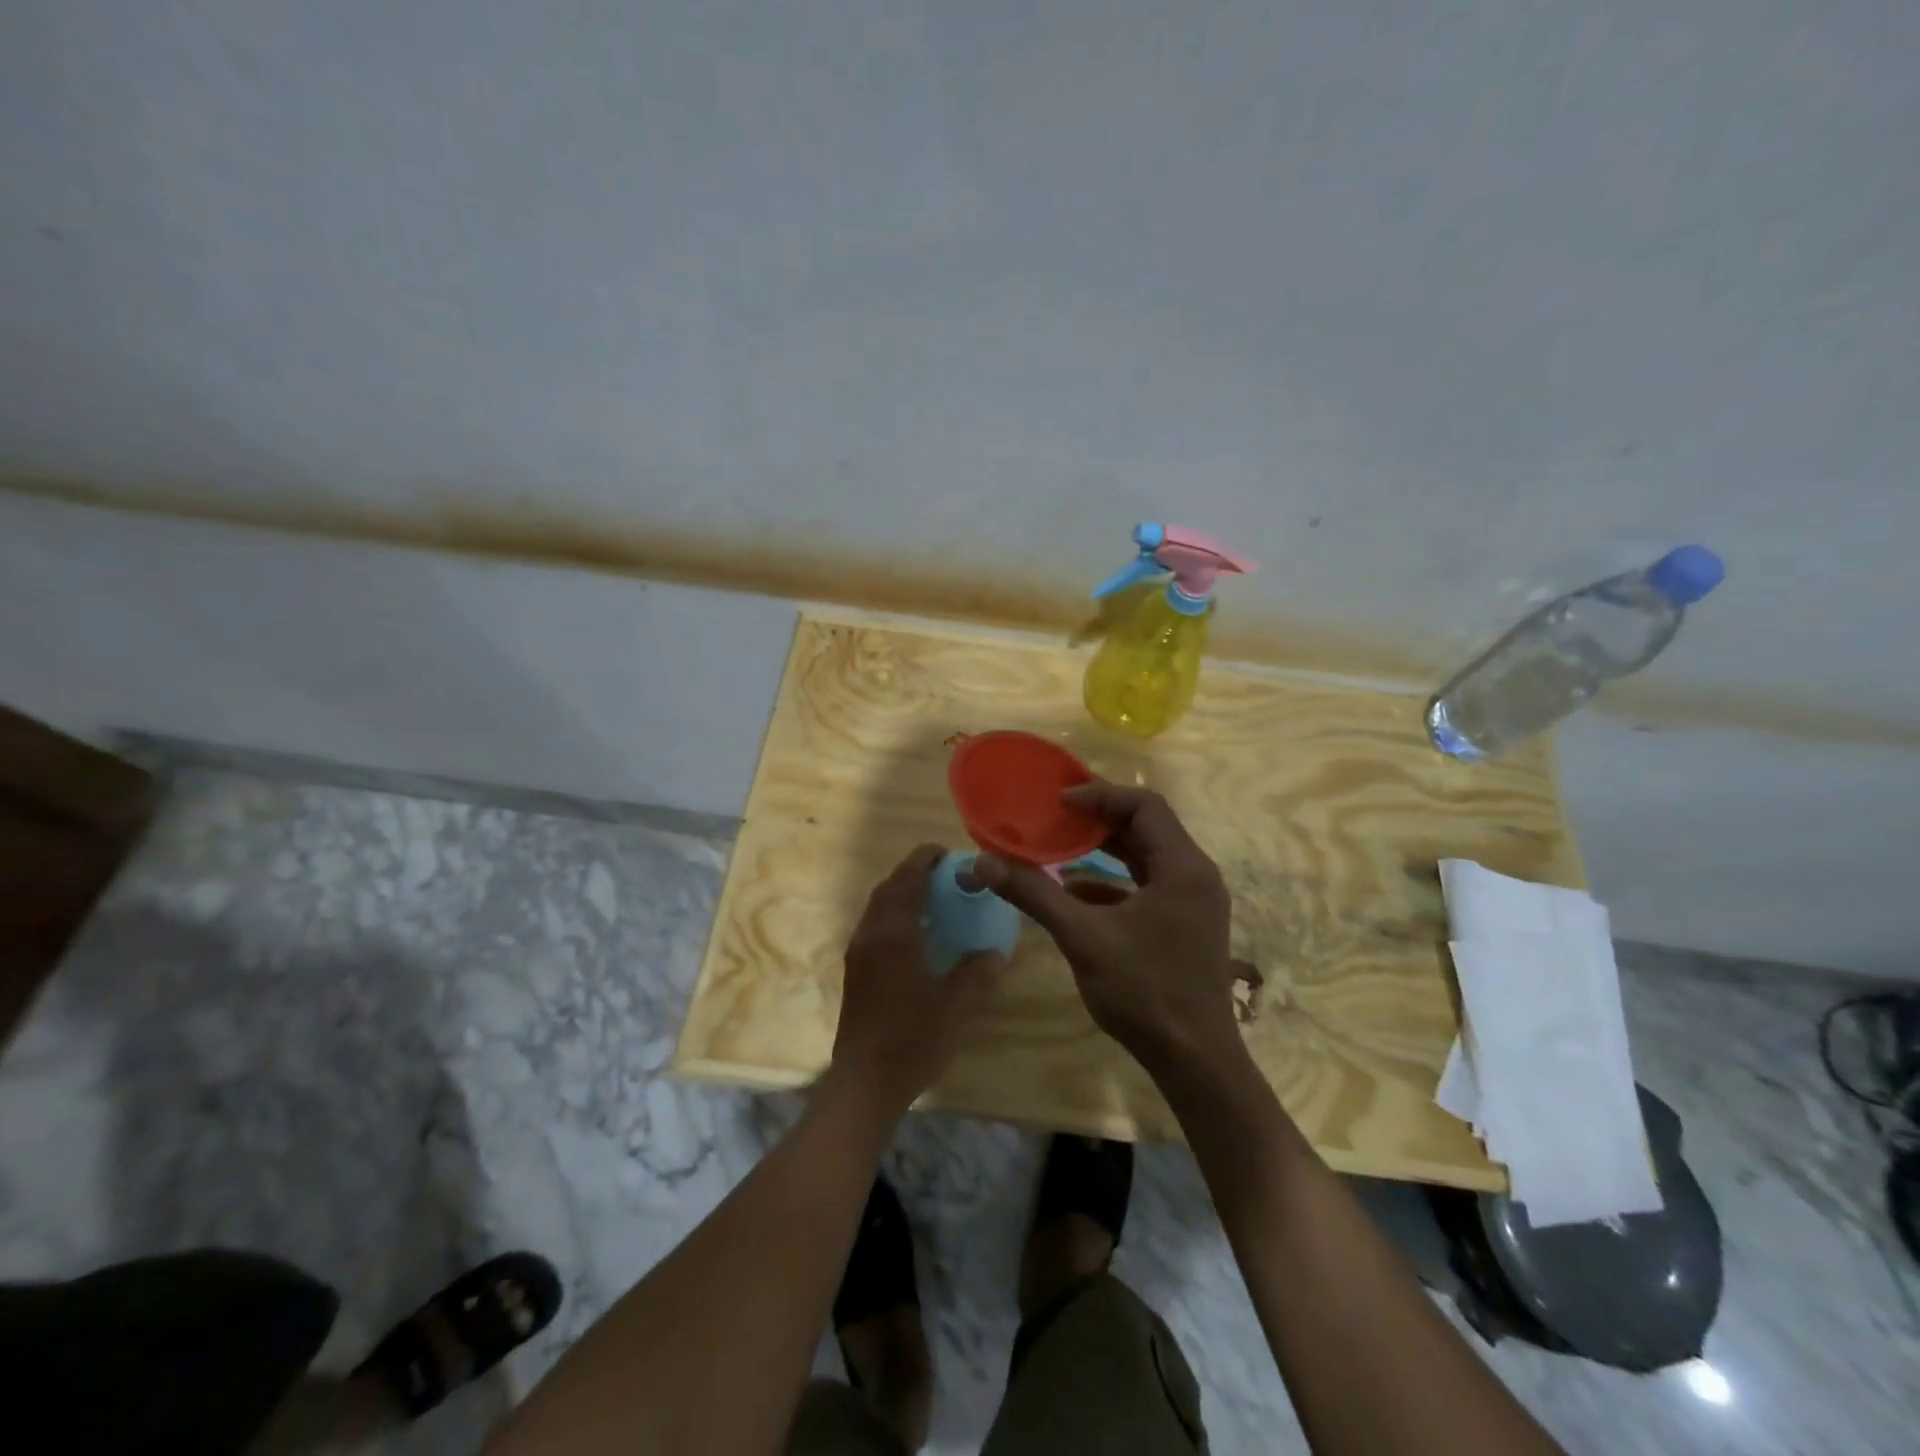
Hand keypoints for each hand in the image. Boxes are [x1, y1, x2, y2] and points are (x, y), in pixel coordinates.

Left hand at [831, 844, 1006, 1113]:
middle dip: (913, 873)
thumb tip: (996, 952)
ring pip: (878, 907)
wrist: (865, 1082)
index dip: (925, 860)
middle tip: (944, 874)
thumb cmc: (913, 1039)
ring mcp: (858, 953)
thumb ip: (977, 971)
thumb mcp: (956, 1004)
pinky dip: (894, 916)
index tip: (947, 852)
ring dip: (902, 893)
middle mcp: (870, 934)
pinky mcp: (855, 971)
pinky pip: (875, 927)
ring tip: (933, 899)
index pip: (907, 879)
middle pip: (888, 888)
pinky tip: (917, 936)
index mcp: (894, 933)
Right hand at [974, 784, 1239, 1078]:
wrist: (1195, 1062)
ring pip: (1147, 857)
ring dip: (1105, 850)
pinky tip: (1075, 893)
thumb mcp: (1083, 937)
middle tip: (1054, 817)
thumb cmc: (1144, 991)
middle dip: (1099, 820)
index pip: (1144, 805)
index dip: (1099, 795)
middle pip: (1147, 827)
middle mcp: (1195, 875)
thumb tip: (983, 863)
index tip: (1058, 802)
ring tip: (1059, 846)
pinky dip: (1112, 882)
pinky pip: (1147, 886)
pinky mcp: (1185, 925)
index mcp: (1183, 867)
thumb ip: (1034, 894)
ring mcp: (1193, 902)